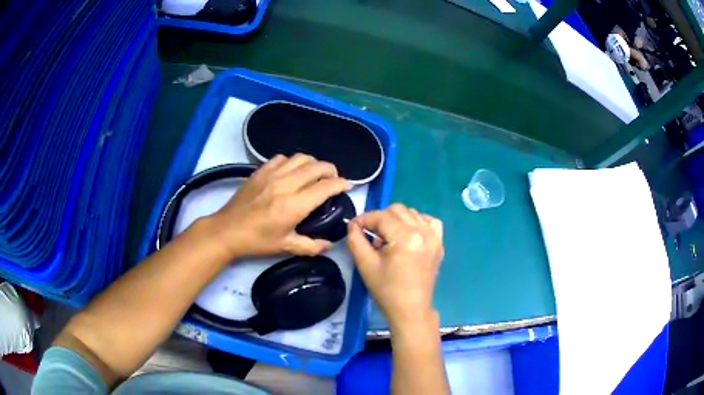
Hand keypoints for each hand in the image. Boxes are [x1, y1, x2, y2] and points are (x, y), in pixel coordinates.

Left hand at [207, 154, 350, 257]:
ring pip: (301, 157)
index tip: (347, 186)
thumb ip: (311, 246)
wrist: (227, 230)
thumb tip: (330, 244)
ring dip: (313, 163)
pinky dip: (293, 162)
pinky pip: (283, 158)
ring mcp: (272, 174)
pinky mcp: (261, 170)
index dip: (341, 184)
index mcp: (294, 205)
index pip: (326, 186)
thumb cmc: (257, 241)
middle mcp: (286, 185)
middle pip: (317, 166)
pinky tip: (292, 172)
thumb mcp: (286, 247)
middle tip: (332, 180)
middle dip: (331, 170)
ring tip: (314, 174)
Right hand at [347, 204, 443, 328]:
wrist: (410, 309)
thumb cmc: (386, 290)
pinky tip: (408, 234)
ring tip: (389, 239)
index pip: (381, 216)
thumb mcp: (365, 265)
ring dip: (397, 220)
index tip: (354, 227)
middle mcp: (423, 232)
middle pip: (397, 210)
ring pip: (412, 213)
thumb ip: (356, 240)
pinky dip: (416, 222)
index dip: (364, 219)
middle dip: (380, 218)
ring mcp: (434, 237)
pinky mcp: (439, 243)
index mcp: (405, 237)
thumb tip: (353, 224)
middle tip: (371, 235)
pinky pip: (428, 221)